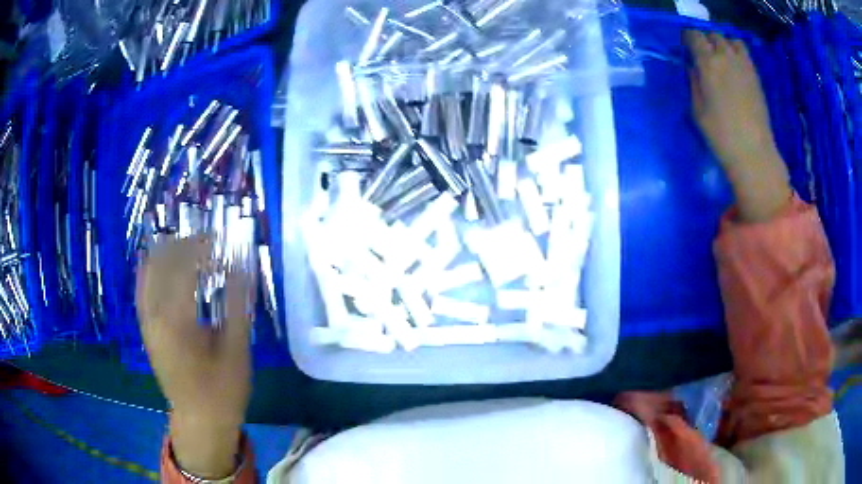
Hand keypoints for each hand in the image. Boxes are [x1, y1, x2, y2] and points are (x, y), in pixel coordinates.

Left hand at [136, 235, 256, 477]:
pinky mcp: (146, 328)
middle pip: (162, 261)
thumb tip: (242, 267)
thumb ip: (237, 305)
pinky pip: (143, 287)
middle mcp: (154, 315)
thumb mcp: (236, 350)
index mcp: (177, 321)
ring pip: (148, 270)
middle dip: (184, 244)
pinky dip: (153, 268)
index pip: (184, 266)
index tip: (224, 243)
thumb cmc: (222, 390)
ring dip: (168, 253)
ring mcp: (146, 321)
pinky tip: (166, 264)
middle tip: (209, 243)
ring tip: (191, 248)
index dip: (203, 248)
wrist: (199, 420)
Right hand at [686, 31, 792, 221]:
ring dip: (722, 43)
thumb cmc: (721, 135)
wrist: (753, 152)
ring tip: (721, 57)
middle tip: (703, 54)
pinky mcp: (755, 75)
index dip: (688, 38)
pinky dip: (736, 52)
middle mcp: (725, 56)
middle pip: (712, 34)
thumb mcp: (697, 110)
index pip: (693, 35)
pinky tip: (734, 66)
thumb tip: (693, 67)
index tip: (686, 48)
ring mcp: (743, 64)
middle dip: (705, 40)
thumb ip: (694, 82)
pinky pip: (744, 52)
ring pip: (730, 39)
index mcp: (707, 63)